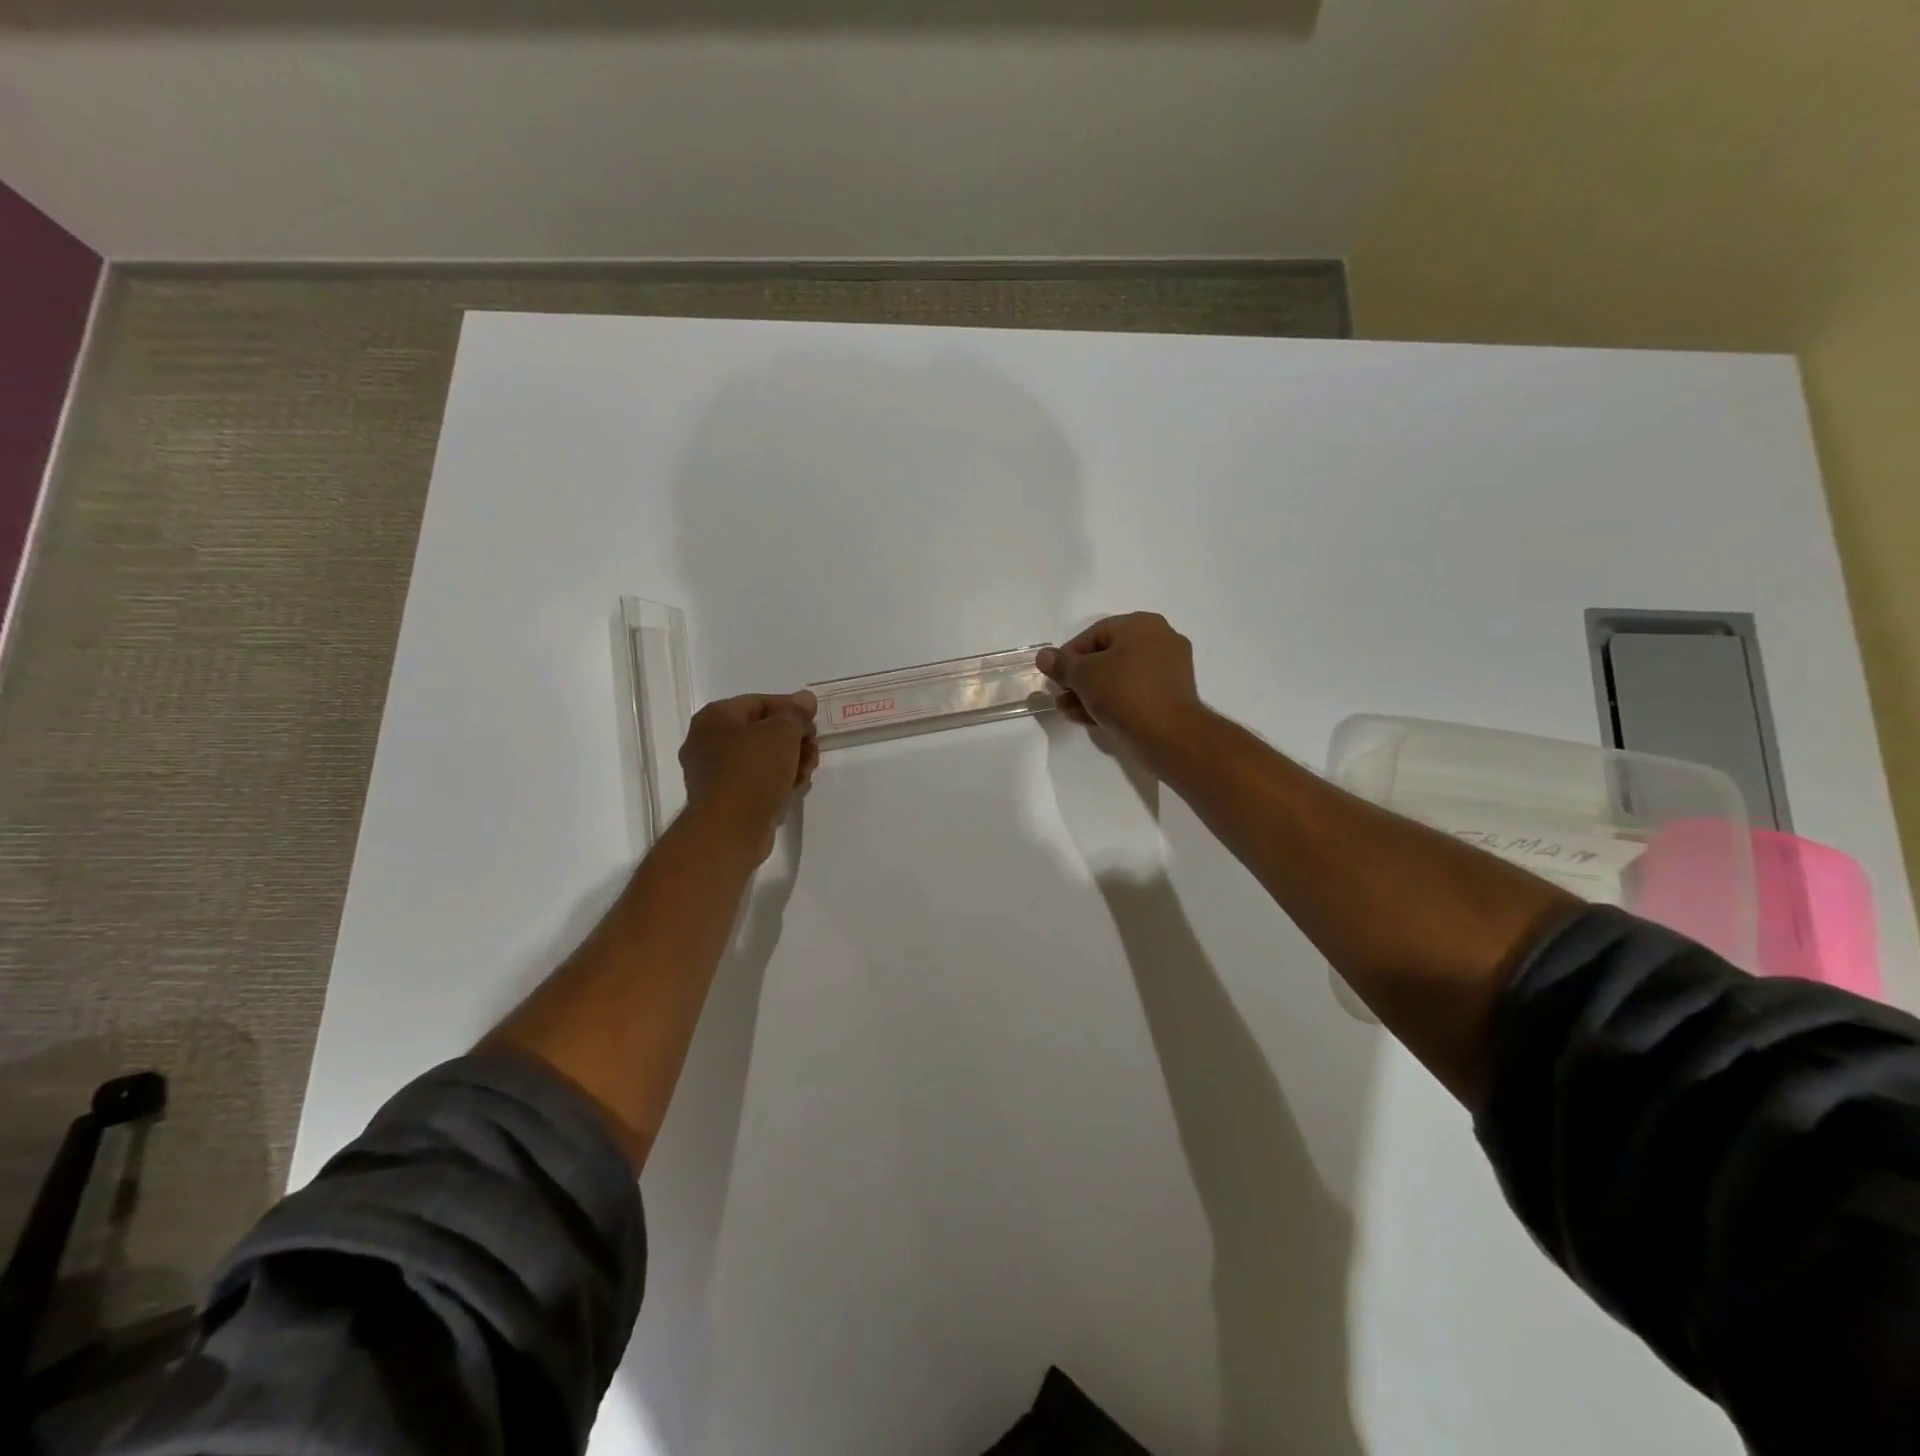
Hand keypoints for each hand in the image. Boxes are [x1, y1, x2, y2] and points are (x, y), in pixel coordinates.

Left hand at [679, 691, 819, 860]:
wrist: (730, 829)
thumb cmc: (753, 771)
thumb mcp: (782, 733)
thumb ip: (796, 713)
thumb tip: (805, 698)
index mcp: (715, 718)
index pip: (759, 702)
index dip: (791, 709)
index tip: (814, 723)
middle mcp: (708, 742)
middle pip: (762, 732)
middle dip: (794, 740)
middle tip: (813, 750)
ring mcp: (714, 773)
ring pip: (762, 758)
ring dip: (790, 762)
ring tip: (807, 773)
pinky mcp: (726, 799)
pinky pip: (756, 781)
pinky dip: (777, 782)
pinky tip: (795, 789)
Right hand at [1037, 613, 1205, 763]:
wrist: (1169, 735)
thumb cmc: (1124, 693)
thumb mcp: (1083, 676)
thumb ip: (1061, 664)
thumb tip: (1044, 656)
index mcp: (1142, 625)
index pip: (1093, 635)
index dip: (1068, 656)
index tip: (1055, 678)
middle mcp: (1160, 640)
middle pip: (1107, 656)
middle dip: (1080, 679)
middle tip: (1062, 697)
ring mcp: (1170, 669)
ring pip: (1120, 677)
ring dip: (1092, 693)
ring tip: (1071, 712)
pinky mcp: (1172, 696)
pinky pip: (1135, 693)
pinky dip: (1114, 702)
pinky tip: (1092, 719)